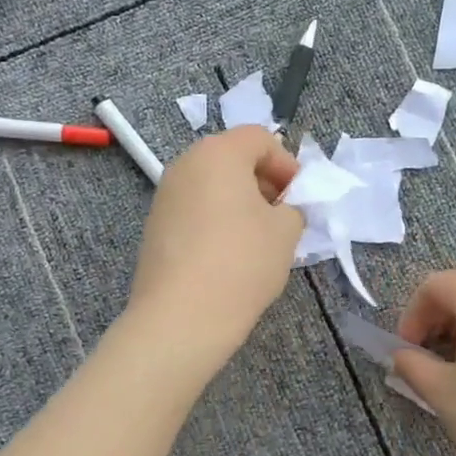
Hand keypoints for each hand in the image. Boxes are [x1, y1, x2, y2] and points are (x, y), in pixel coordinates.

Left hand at [126, 126, 304, 367]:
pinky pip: (195, 210)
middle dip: (263, 182)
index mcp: (217, 153)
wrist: (181, 317)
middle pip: (232, 158)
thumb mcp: (286, 232)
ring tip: (260, 239)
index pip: (259, 138)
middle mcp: (185, 165)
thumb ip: (293, 208)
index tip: (300, 198)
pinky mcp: (155, 227)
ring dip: (240, 203)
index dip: (287, 163)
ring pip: (212, 186)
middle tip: (283, 216)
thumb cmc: (242, 262)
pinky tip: (230, 255)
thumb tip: (282, 210)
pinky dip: (217, 220)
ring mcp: (164, 196)